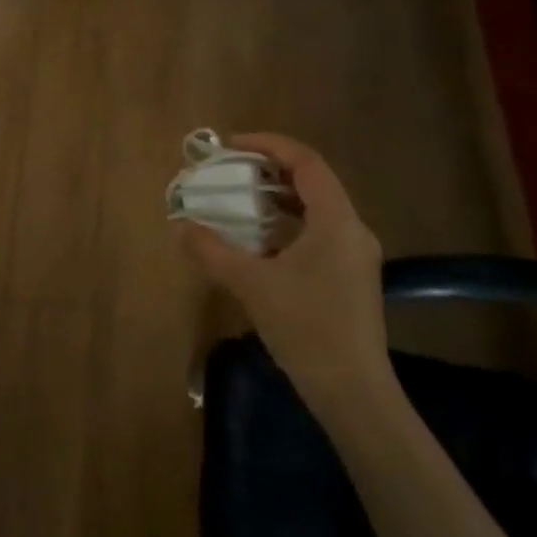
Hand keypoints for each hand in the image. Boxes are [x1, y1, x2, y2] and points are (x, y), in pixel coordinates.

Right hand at [182, 133, 390, 413]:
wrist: (352, 391)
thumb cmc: (305, 327)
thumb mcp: (250, 284)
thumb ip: (212, 250)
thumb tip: (181, 225)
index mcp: (336, 222)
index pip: (306, 162)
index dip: (269, 145)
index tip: (232, 145)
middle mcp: (352, 230)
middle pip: (312, 182)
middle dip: (269, 170)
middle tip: (231, 170)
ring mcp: (355, 255)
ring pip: (315, 209)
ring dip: (277, 198)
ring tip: (239, 200)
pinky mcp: (350, 277)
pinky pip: (317, 232)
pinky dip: (287, 224)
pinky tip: (259, 241)